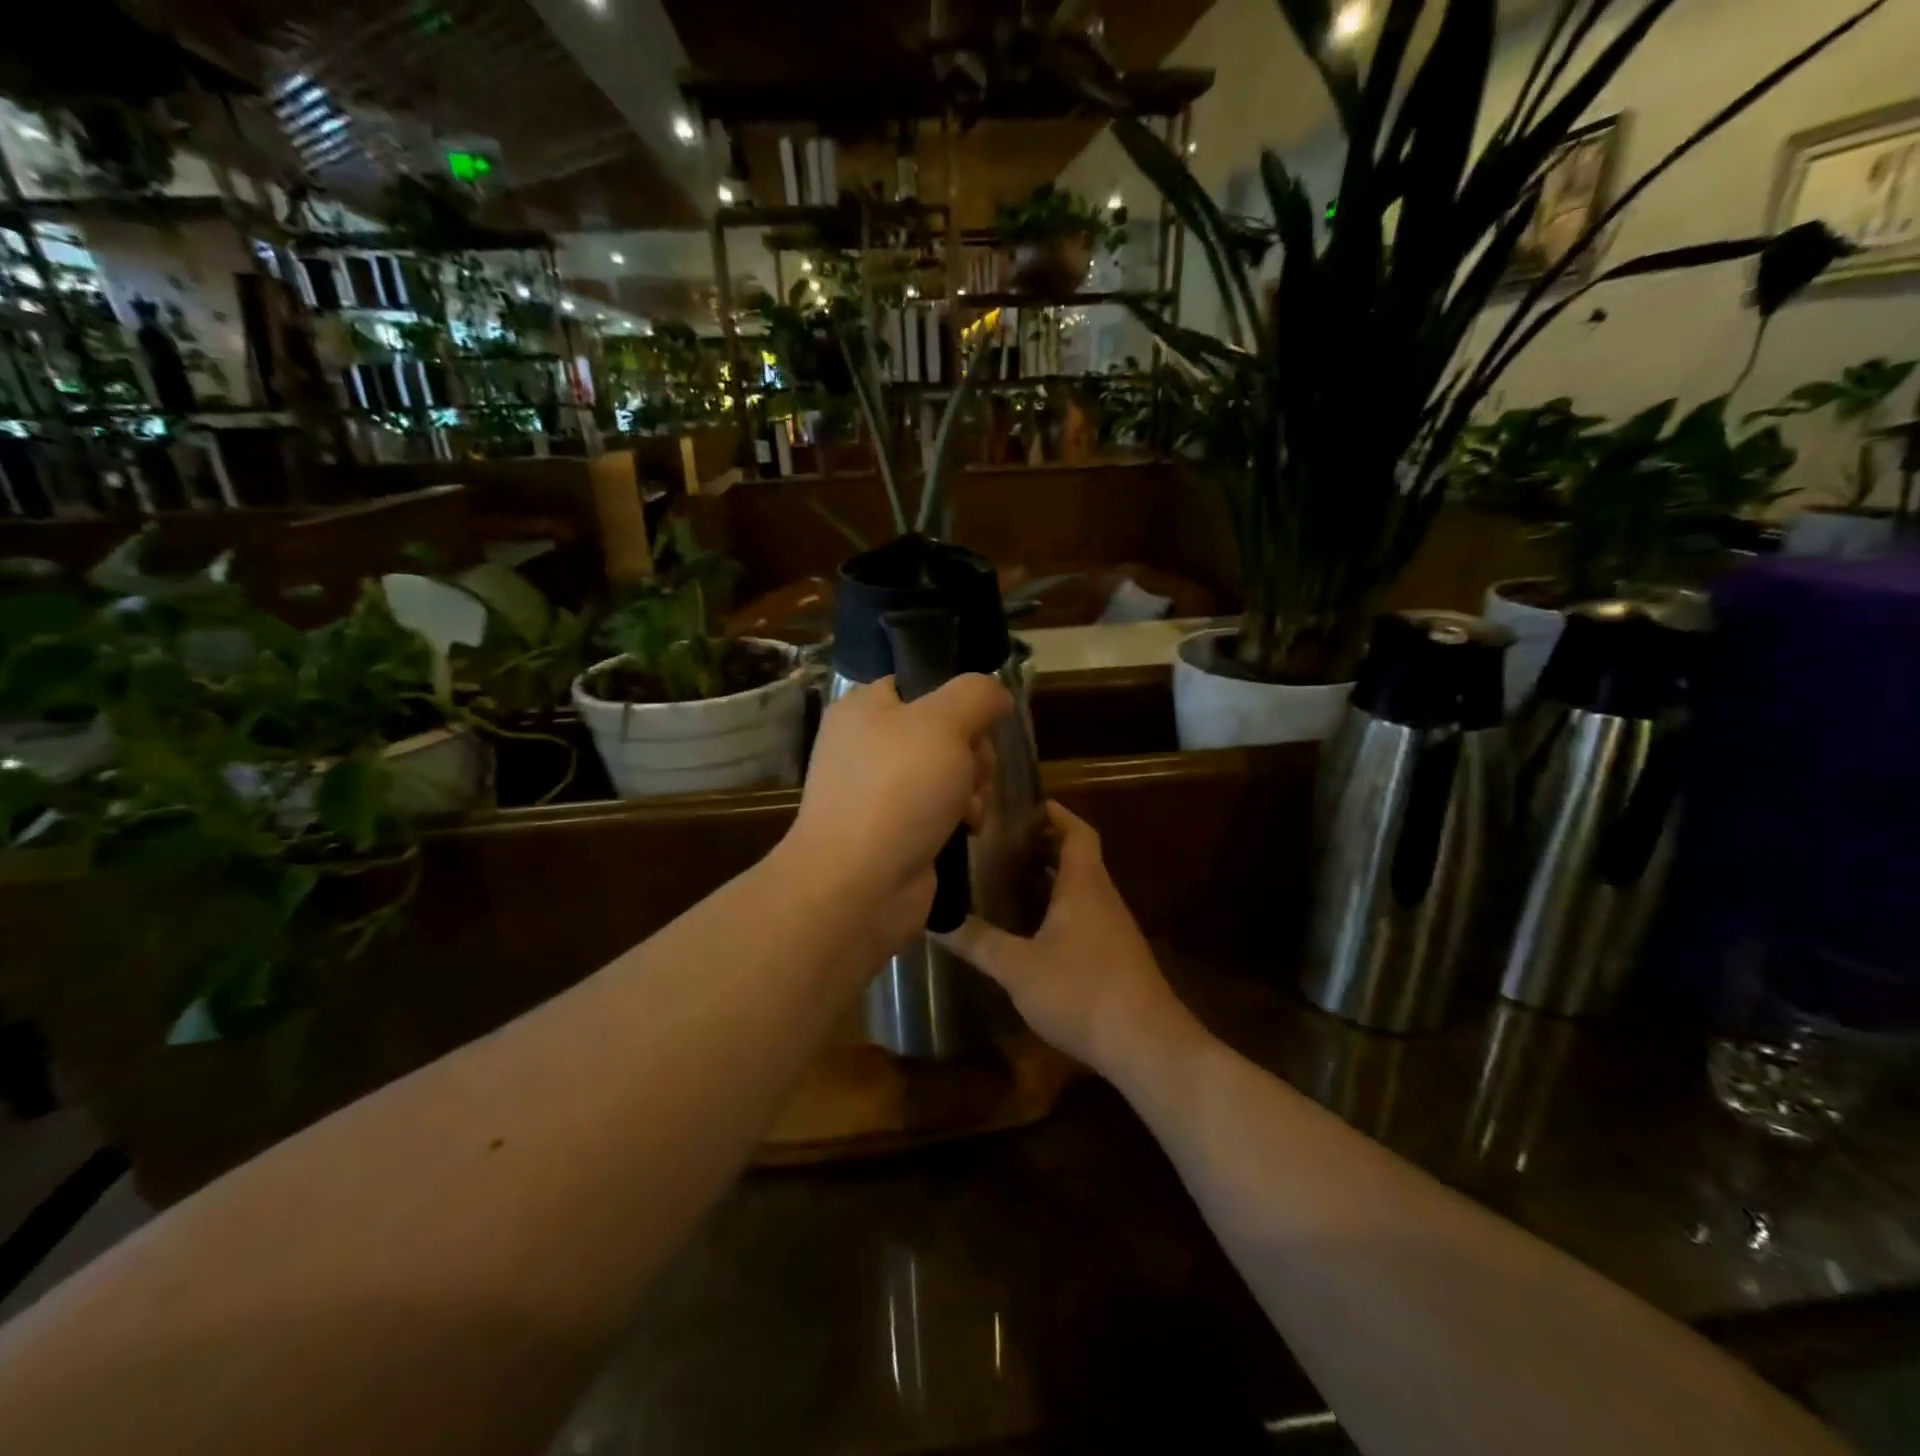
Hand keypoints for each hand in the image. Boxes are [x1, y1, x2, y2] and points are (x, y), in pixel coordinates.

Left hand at [781, 674, 1011, 951]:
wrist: (859, 884)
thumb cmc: (898, 789)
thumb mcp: (944, 723)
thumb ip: (976, 694)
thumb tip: (996, 694)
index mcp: (864, 708)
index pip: (920, 684)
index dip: (958, 701)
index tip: (980, 724)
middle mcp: (867, 745)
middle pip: (943, 731)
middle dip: (972, 753)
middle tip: (974, 772)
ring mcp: (878, 791)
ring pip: (948, 772)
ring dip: (972, 787)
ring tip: (970, 809)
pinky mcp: (893, 830)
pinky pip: (939, 809)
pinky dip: (958, 816)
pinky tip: (967, 829)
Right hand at [937, 802, 1188, 1079]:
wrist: (1146, 1045)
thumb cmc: (1082, 992)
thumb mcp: (1018, 968)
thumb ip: (977, 942)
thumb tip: (935, 919)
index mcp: (1084, 886)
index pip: (1077, 832)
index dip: (1055, 813)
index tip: (1024, 806)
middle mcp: (1103, 898)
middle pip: (1078, 857)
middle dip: (1044, 845)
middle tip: (1002, 844)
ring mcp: (1114, 929)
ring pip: (1082, 889)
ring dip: (1051, 879)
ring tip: (1009, 881)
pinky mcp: (1116, 957)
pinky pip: (1085, 916)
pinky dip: (1060, 910)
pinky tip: (1033, 932)